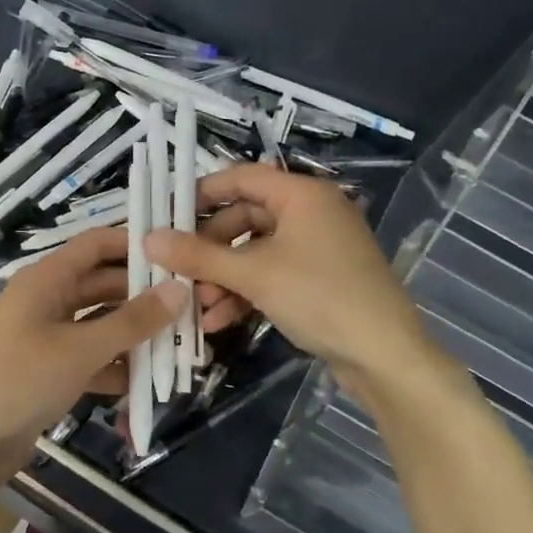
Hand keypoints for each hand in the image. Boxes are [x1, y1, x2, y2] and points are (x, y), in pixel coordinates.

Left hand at [0, 227, 186, 484]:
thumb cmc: (20, 381)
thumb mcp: (81, 349)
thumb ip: (133, 320)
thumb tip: (181, 289)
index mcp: (45, 280)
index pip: (96, 245)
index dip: (135, 244)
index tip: (179, 254)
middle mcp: (46, 300)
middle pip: (103, 284)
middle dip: (144, 295)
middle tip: (191, 305)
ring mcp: (46, 336)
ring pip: (100, 323)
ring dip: (134, 334)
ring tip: (181, 342)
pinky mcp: (49, 370)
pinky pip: (91, 356)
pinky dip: (116, 365)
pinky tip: (149, 380)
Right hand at [145, 163, 430, 392]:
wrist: (384, 355)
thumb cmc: (319, 297)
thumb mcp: (253, 275)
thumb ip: (199, 255)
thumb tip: (148, 239)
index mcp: (302, 195)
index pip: (242, 178)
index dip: (202, 193)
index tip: (167, 215)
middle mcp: (311, 213)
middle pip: (245, 218)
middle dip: (210, 249)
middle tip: (179, 270)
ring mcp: (317, 248)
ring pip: (256, 252)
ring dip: (224, 277)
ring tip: (198, 305)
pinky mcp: (320, 280)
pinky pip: (272, 275)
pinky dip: (246, 293)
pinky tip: (220, 321)